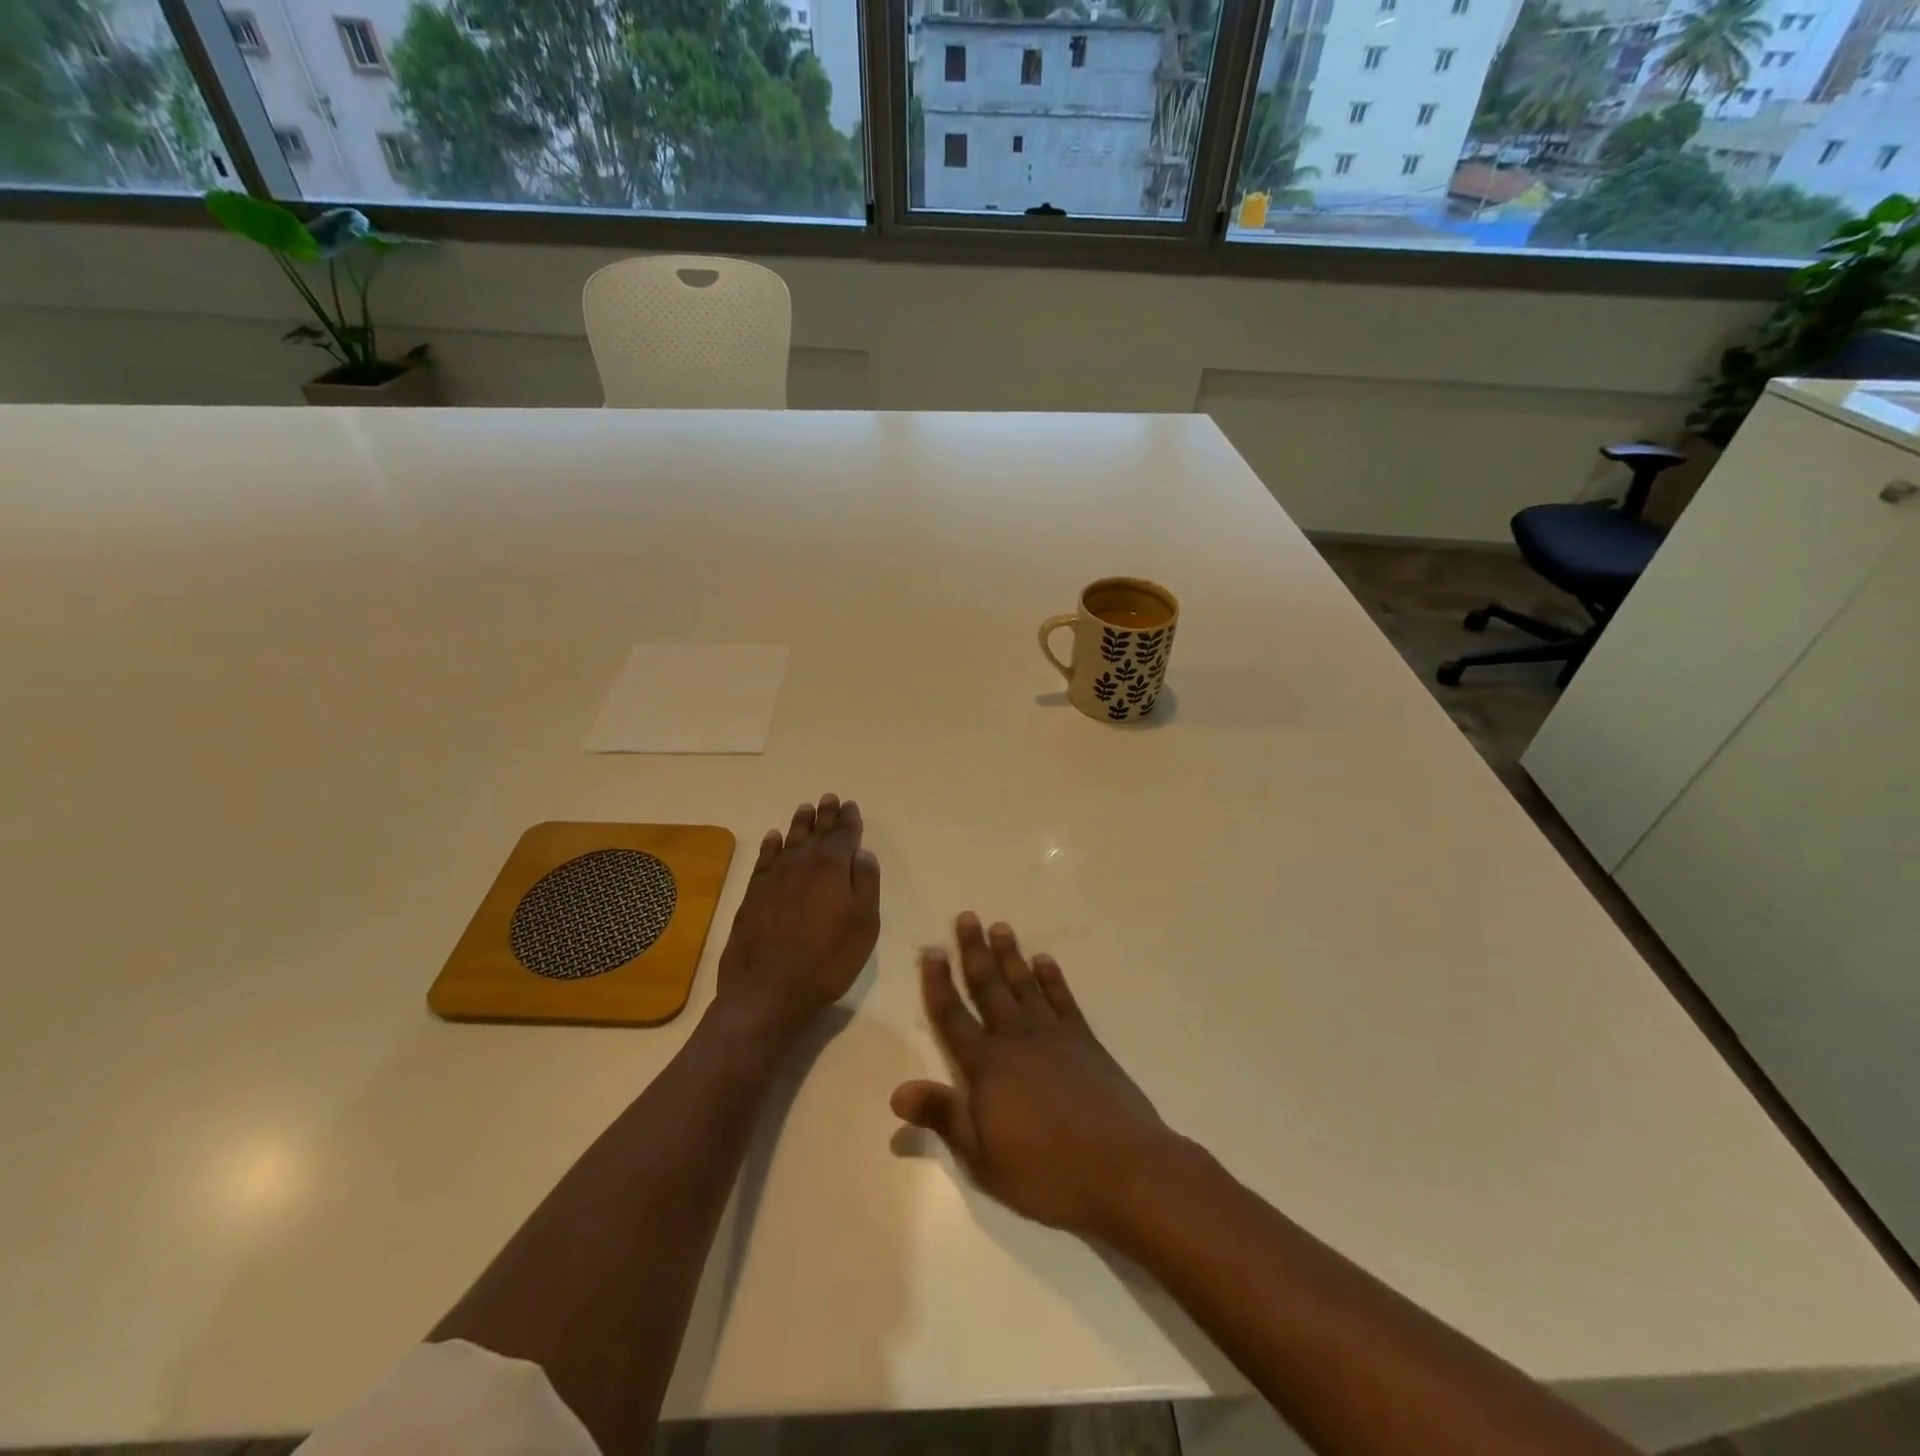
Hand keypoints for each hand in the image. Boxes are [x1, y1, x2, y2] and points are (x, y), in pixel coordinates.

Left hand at [715, 794, 880, 1044]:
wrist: (767, 990)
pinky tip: (773, 837)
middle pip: (816, 833)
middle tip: (829, 798)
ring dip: (800, 824)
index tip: (850, 806)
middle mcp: (802, 864)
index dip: (849, 821)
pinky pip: (764, 859)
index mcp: (833, 868)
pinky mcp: (753, 894)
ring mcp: (774, 877)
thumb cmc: (826, 960)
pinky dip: (770, 845)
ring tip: (806, 809)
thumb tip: (863, 854)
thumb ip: (866, 884)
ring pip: (789, 840)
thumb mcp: (863, 925)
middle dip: (825, 815)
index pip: (844, 836)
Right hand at [891, 915, 1171, 1236]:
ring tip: (1000, 926)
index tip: (932, 950)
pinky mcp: (1085, 1041)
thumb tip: (897, 1090)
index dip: (938, 983)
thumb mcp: (983, 1157)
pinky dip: (1052, 978)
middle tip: (967, 917)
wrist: (1122, 1168)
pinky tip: (1045, 960)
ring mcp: (1053, 1035)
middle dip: (975, 951)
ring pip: (1024, 984)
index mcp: (986, 1065)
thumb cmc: (1046, 1171)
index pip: (953, 1016)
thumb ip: (942, 1116)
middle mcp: (1016, 1038)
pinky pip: (1063, 999)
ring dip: (1011, 954)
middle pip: (989, 987)